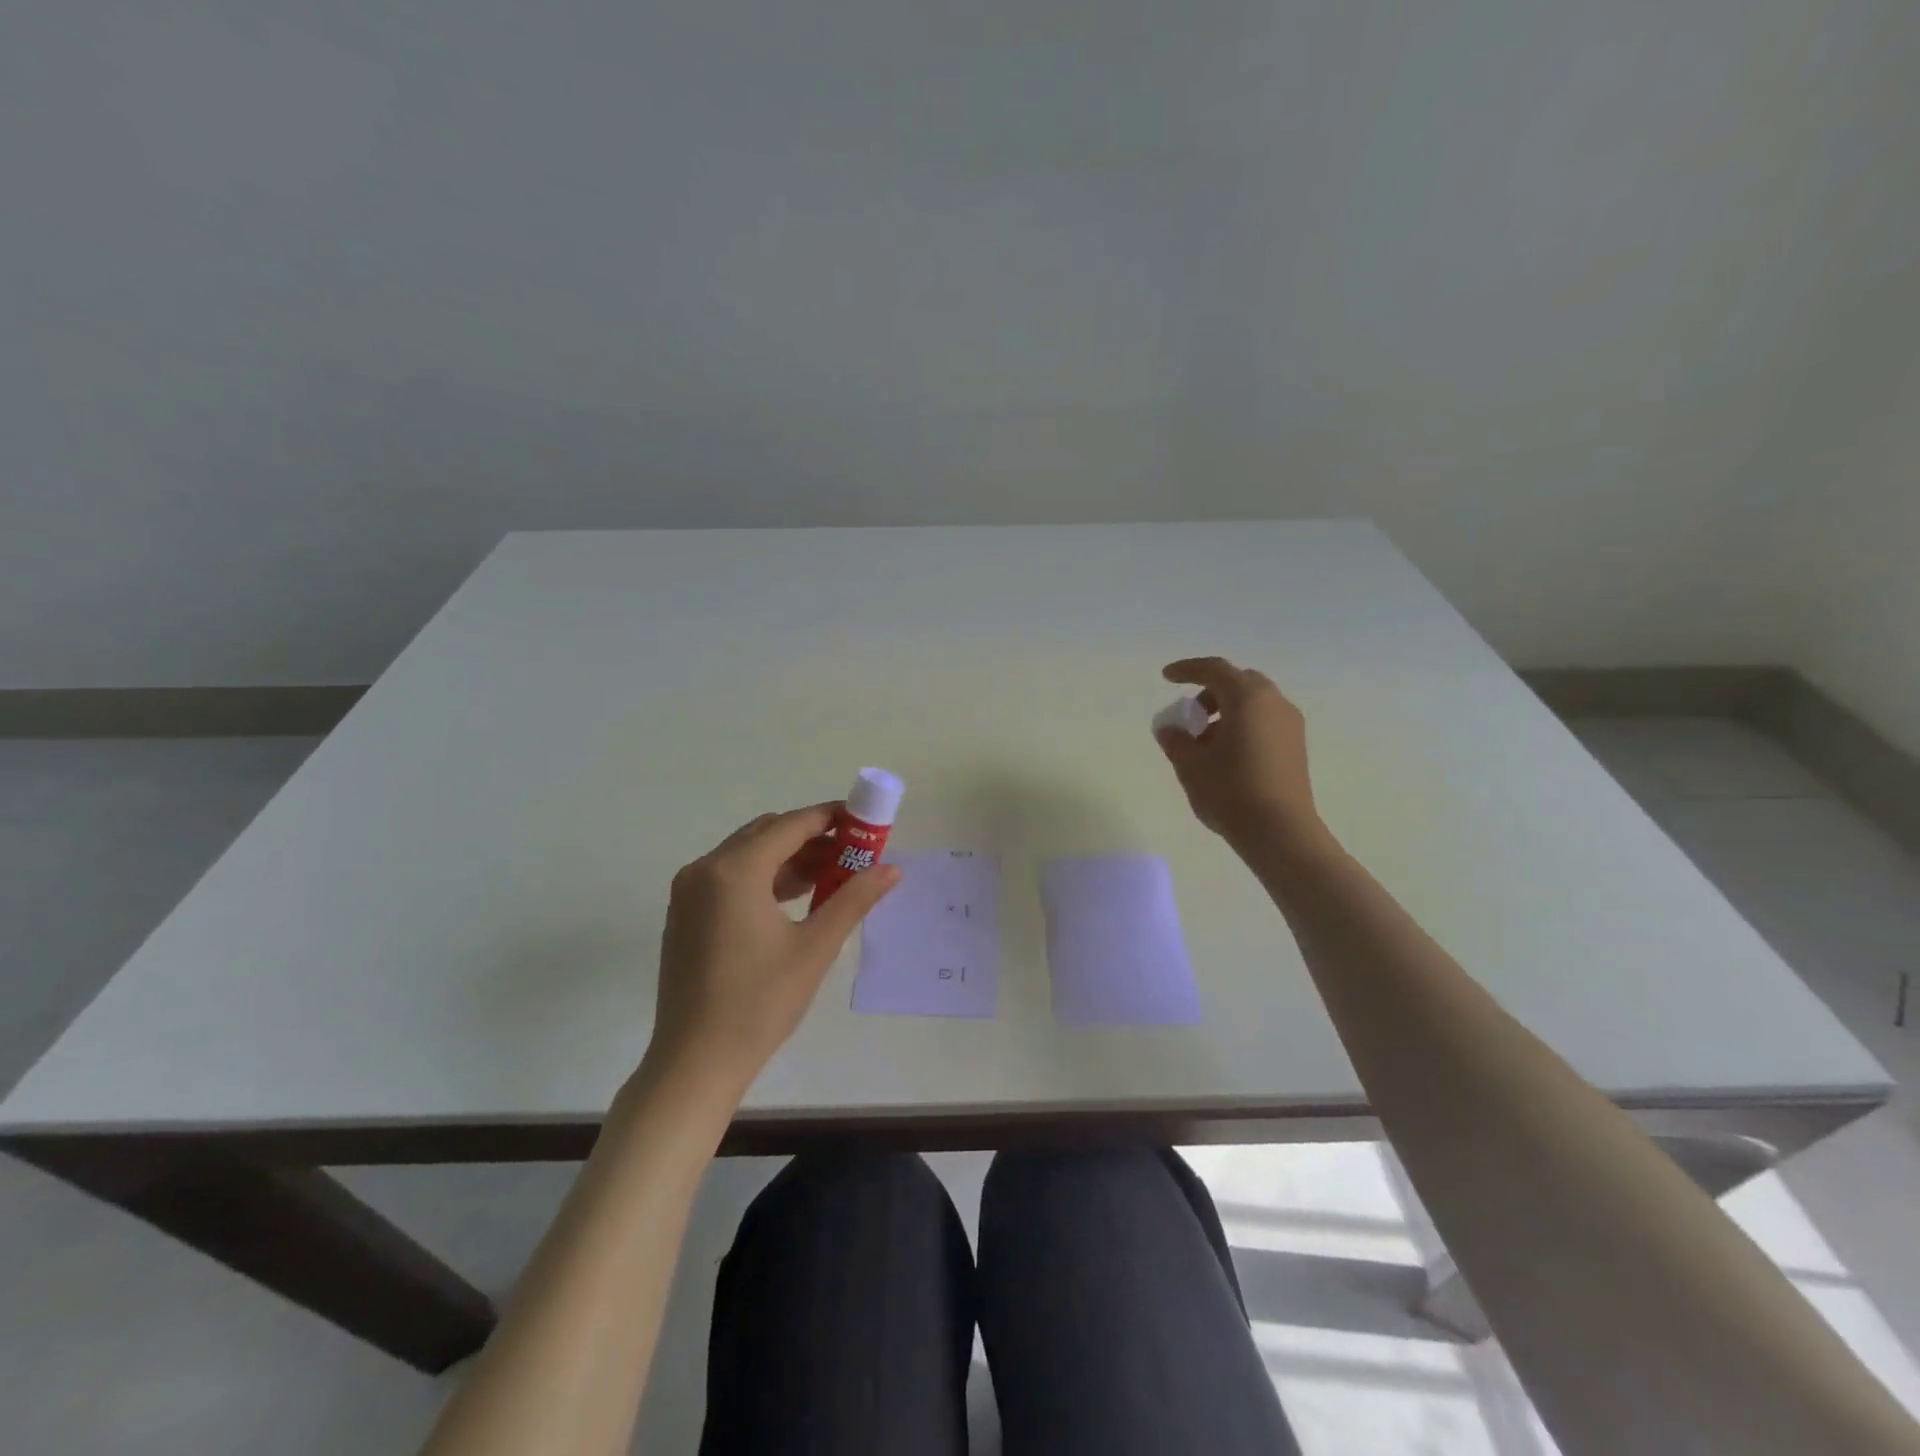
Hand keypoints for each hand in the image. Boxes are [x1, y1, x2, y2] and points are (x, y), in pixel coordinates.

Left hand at [647, 804, 900, 1102]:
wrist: (695, 1062)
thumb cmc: (760, 1003)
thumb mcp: (815, 947)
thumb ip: (854, 899)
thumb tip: (893, 869)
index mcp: (735, 870)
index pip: (791, 825)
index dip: (831, 818)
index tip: (864, 821)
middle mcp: (705, 869)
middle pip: (767, 833)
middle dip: (812, 837)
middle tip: (852, 852)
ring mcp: (688, 891)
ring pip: (748, 854)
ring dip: (789, 857)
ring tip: (831, 876)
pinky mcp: (685, 913)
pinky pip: (730, 876)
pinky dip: (764, 876)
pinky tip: (795, 898)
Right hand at [1155, 656, 1331, 859]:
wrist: (1280, 832)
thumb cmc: (1230, 791)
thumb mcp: (1190, 765)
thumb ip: (1176, 740)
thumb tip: (1171, 728)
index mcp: (1248, 698)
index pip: (1214, 670)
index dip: (1187, 670)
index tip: (1167, 677)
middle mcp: (1274, 703)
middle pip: (1239, 683)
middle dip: (1210, 692)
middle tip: (1191, 715)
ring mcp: (1290, 725)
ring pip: (1254, 704)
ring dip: (1227, 712)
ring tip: (1205, 743)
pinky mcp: (1296, 748)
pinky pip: (1265, 722)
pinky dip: (1243, 726)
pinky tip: (1227, 756)